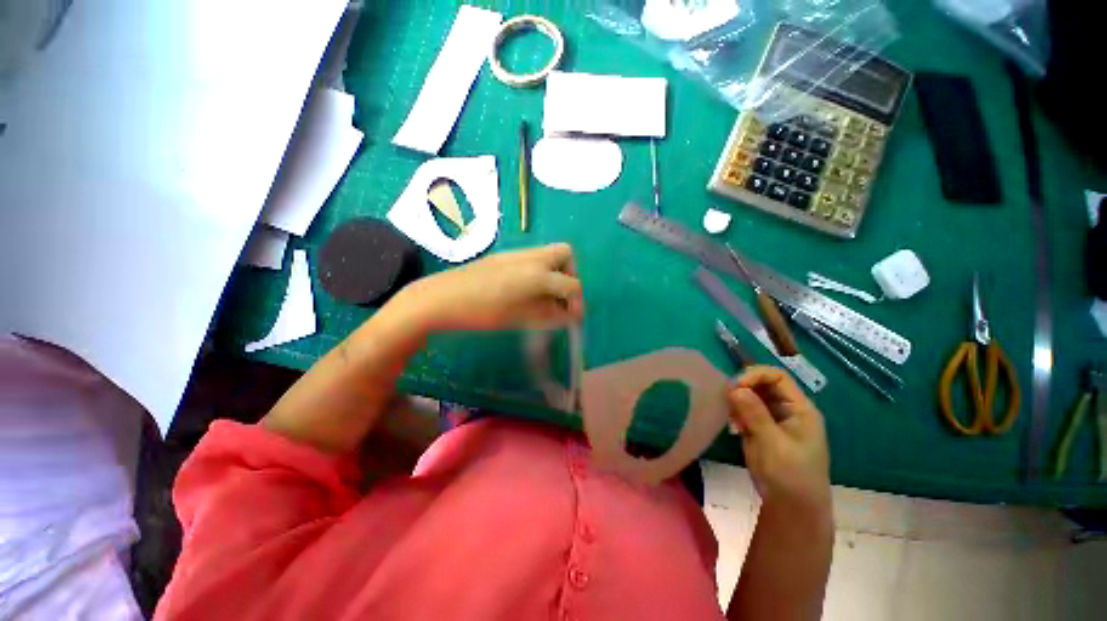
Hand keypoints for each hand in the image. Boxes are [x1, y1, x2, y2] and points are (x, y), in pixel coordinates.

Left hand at [400, 243, 583, 331]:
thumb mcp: (521, 318)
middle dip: (570, 274)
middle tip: (560, 296)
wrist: (442, 297)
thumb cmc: (483, 313)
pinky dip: (539, 270)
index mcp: (538, 274)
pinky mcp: (504, 255)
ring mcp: (517, 253)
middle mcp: (532, 257)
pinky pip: (532, 257)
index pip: (572, 284)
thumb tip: (568, 315)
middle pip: (566, 253)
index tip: (573, 317)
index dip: (577, 302)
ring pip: (548, 253)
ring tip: (544, 294)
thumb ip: (549, 314)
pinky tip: (525, 289)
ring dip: (555, 271)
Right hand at [727, 366, 830, 515]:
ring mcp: (773, 420)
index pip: (778, 377)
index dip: (756, 375)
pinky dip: (736, 414)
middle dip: (743, 388)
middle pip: (763, 385)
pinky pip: (745, 411)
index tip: (736, 387)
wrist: (791, 509)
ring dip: (737, 401)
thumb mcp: (773, 443)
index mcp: (800, 409)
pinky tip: (733, 427)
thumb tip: (734, 388)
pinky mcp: (760, 430)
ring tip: (730, 417)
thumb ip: (754, 414)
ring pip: (751, 397)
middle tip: (726, 399)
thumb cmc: (790, 475)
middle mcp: (787, 410)